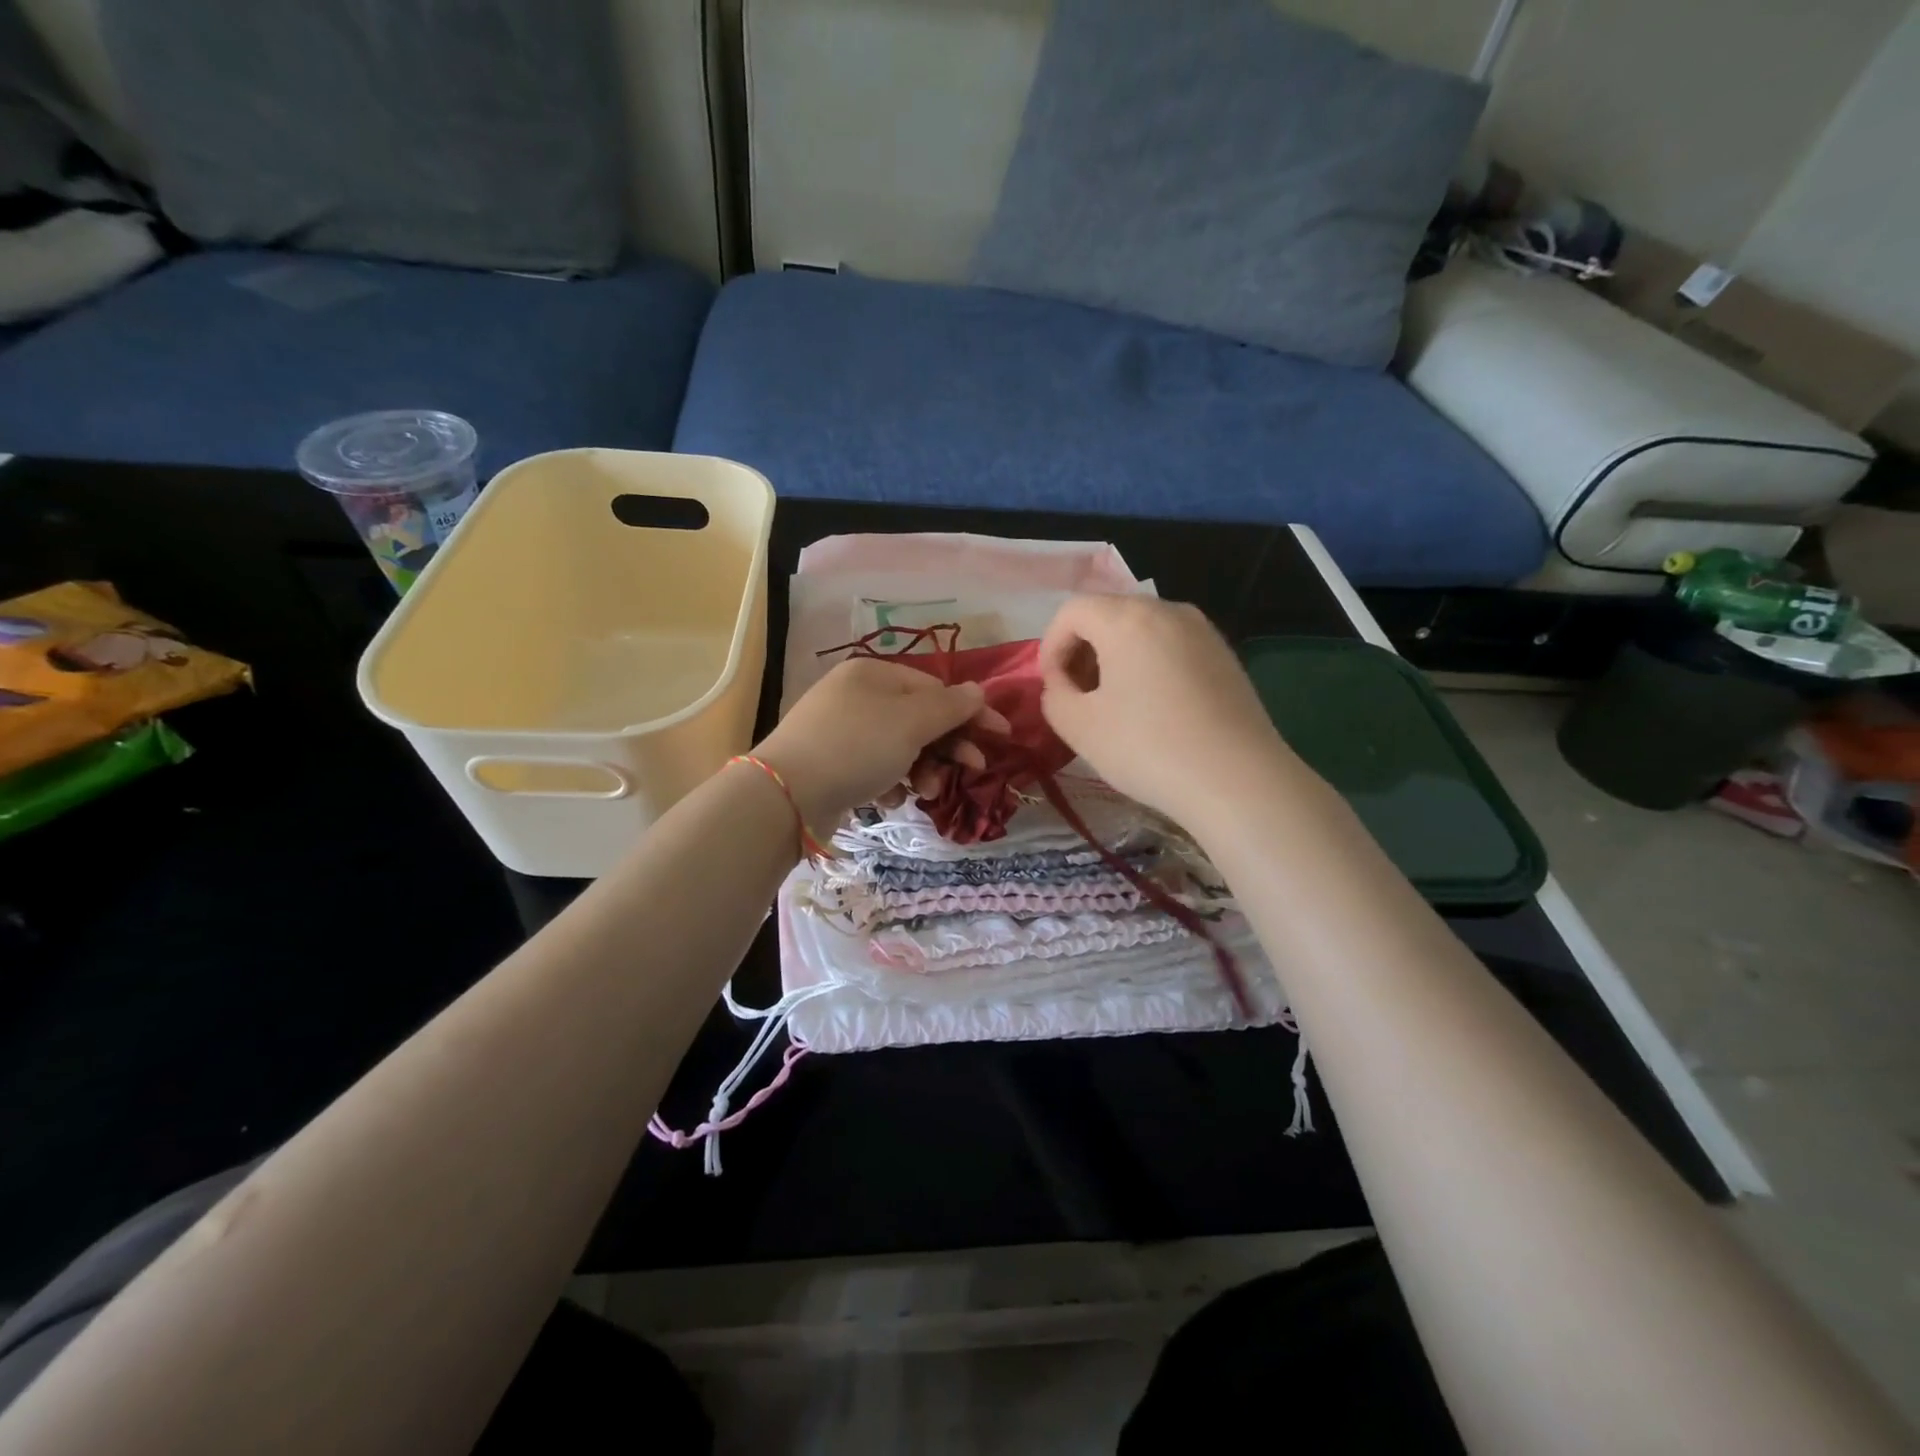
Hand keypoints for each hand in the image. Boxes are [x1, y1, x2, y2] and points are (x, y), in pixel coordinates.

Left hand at [754, 657, 1011, 829]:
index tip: (1000, 736)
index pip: (935, 688)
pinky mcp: (832, 764)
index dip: (970, 712)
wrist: (787, 795)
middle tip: (972, 770)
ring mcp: (841, 730)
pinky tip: (890, 798)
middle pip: (919, 719)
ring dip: (922, 769)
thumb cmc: (856, 747)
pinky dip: (891, 782)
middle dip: (947, 747)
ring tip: (924, 793)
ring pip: (900, 747)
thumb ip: (950, 706)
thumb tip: (978, 690)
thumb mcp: (911, 722)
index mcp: (873, 674)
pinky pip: (876, 768)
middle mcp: (856, 696)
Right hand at [1038, 595, 1292, 827]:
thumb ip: (1054, 696)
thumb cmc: (1147, 748)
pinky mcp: (1225, 655)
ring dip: (1115, 659)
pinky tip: (1154, 710)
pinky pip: (1171, 647)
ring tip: (1114, 705)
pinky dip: (1149, 666)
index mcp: (1127, 618)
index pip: (1071, 612)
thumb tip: (1062, 685)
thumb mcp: (1079, 727)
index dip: (1050, 647)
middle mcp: (1167, 610)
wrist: (1237, 780)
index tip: (1052, 688)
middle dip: (1082, 651)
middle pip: (1107, 615)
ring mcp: (1202, 630)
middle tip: (1078, 697)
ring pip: (1141, 630)